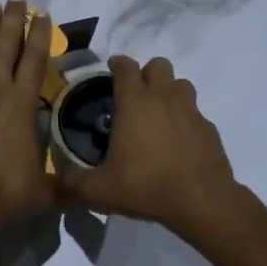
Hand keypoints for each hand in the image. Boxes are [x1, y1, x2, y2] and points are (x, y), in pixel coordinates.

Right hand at [63, 56, 244, 232]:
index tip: (110, 71)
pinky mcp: (210, 128)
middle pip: (158, 64)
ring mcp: (191, 110)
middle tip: (135, 97)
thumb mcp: (99, 190)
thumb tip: (56, 179)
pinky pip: (196, 113)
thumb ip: (73, 182)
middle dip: (146, 74)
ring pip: (181, 84)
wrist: (202, 201)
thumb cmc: (146, 186)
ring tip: (158, 114)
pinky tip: (178, 142)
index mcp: (135, 101)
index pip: (125, 66)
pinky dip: (186, 120)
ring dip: (169, 92)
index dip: (117, 64)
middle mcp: (164, 97)